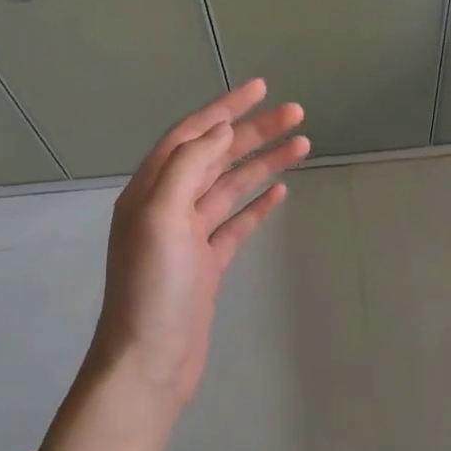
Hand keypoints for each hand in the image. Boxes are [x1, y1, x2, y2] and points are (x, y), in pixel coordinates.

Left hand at [82, 79, 307, 417]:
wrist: (149, 362)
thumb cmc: (153, 289)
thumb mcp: (160, 218)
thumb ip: (186, 167)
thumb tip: (218, 129)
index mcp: (150, 190)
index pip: (191, 135)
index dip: (224, 108)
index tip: (261, 88)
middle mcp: (168, 206)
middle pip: (216, 156)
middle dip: (254, 132)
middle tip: (296, 114)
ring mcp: (190, 236)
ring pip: (231, 187)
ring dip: (263, 164)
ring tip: (301, 144)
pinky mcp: (208, 263)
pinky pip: (236, 223)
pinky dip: (257, 205)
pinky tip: (280, 191)